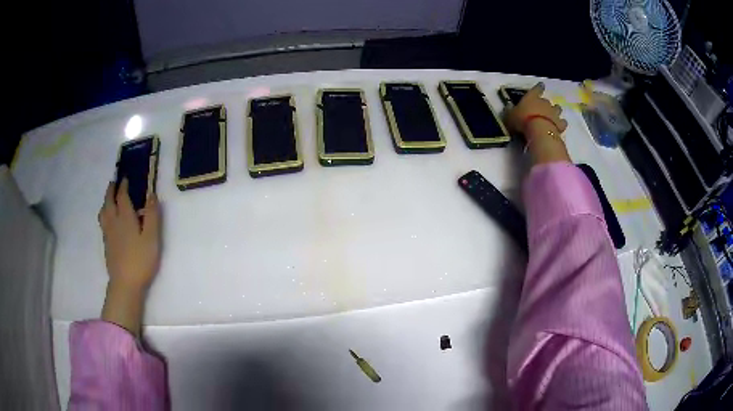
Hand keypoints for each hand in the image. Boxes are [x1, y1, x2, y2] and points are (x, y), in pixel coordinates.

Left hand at [98, 179, 160, 334]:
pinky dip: (104, 214)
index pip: (122, 196)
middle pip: (109, 201)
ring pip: (103, 212)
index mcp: (125, 217)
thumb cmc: (141, 260)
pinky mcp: (106, 244)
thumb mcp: (152, 237)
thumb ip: (152, 215)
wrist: (125, 283)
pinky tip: (108, 220)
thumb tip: (151, 194)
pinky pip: (102, 222)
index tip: (126, 178)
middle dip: (111, 190)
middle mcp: (113, 221)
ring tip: (108, 199)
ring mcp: (108, 233)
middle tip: (114, 182)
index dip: (123, 186)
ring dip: (105, 202)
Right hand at [505, 82, 567, 134]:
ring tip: (553, 115)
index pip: (536, 89)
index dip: (539, 87)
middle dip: (545, 104)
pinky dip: (561, 123)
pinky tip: (559, 126)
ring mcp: (554, 113)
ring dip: (555, 111)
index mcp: (532, 97)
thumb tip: (509, 106)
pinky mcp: (560, 124)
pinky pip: (562, 122)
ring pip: (557, 109)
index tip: (542, 85)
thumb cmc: (522, 121)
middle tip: (542, 108)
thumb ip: (510, 110)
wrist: (539, 131)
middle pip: (547, 101)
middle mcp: (544, 102)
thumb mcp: (510, 116)